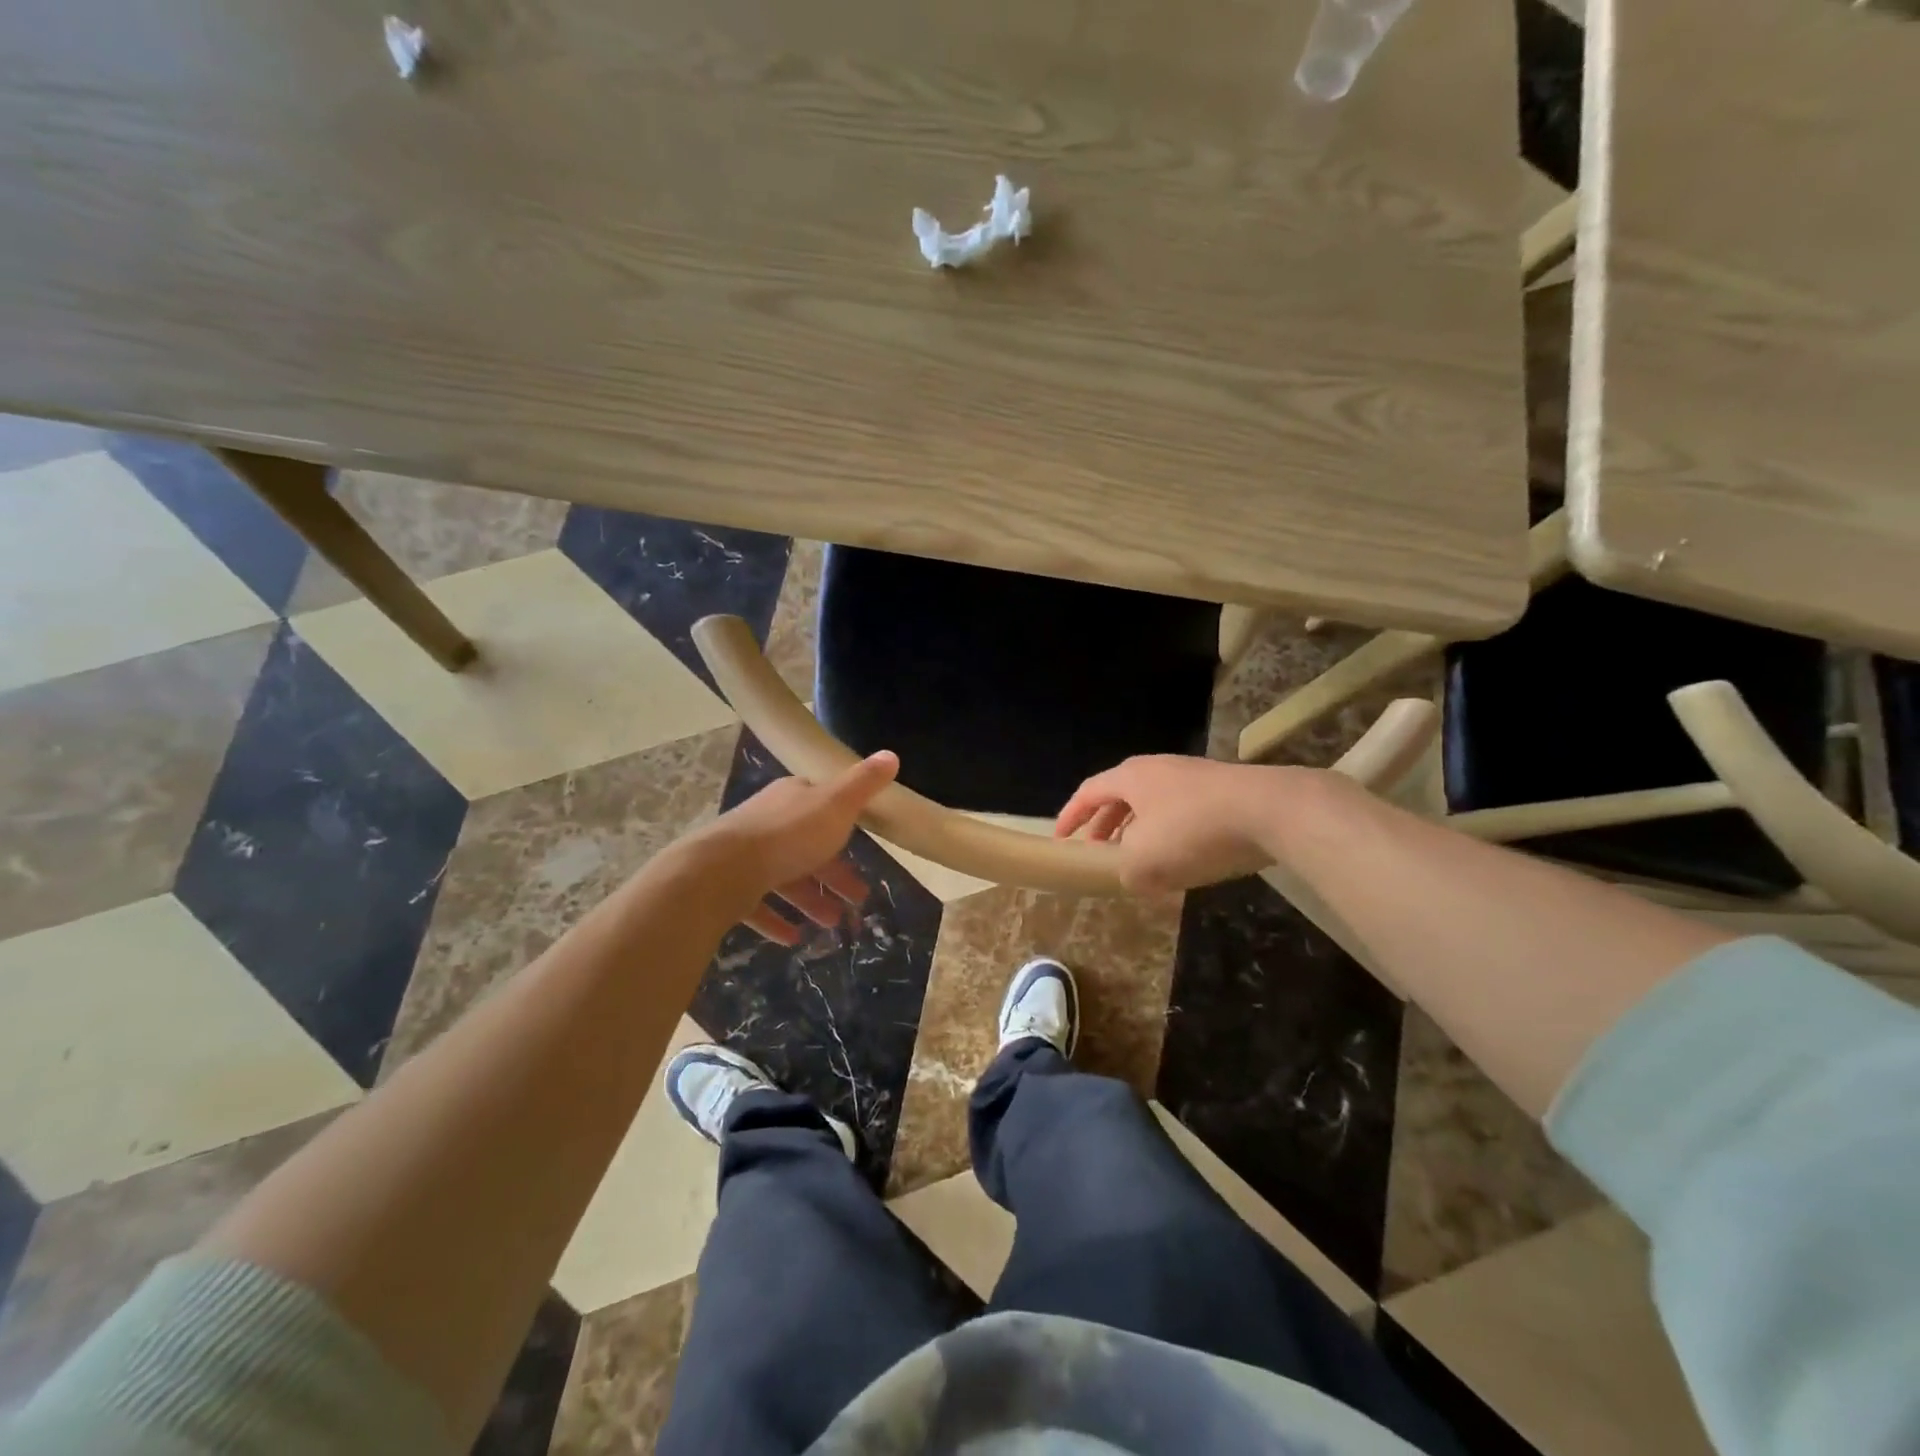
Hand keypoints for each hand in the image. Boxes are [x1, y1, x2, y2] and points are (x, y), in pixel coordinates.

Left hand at [689, 751, 899, 943]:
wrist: (721, 870)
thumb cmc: (788, 835)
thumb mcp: (836, 805)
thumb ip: (864, 784)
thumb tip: (891, 754)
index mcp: (792, 799)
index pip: (821, 805)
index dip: (844, 827)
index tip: (864, 849)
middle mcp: (767, 822)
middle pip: (807, 847)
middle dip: (834, 873)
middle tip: (858, 899)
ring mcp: (745, 855)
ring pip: (785, 877)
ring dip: (810, 900)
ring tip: (833, 924)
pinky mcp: (729, 887)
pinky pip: (758, 905)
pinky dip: (776, 920)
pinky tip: (793, 938)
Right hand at [1055, 755, 1285, 893]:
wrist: (1271, 810)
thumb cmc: (1193, 831)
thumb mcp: (1145, 861)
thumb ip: (1126, 871)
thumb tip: (1131, 875)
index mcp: (1131, 777)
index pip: (1088, 793)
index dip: (1070, 817)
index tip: (1060, 839)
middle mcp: (1158, 769)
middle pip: (1120, 795)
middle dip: (1106, 825)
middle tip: (1099, 852)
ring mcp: (1194, 777)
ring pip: (1154, 805)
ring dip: (1140, 832)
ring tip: (1140, 860)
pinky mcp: (1224, 791)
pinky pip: (1183, 812)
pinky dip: (1171, 835)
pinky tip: (1183, 860)